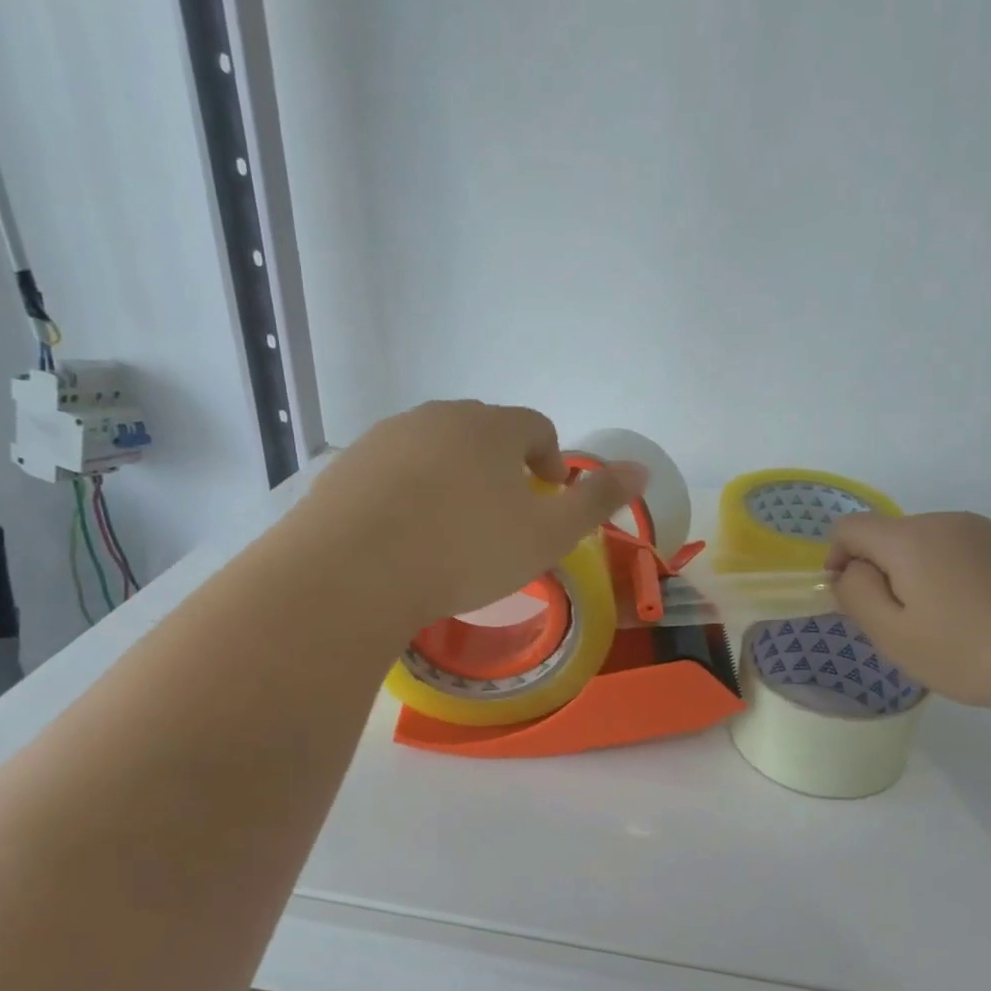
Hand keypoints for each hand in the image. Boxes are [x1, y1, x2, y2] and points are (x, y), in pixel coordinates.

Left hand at [293, 401, 646, 634]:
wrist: (353, 573)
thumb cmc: (465, 552)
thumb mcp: (548, 534)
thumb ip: (597, 500)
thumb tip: (643, 468)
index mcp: (491, 427)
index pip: (536, 426)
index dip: (550, 460)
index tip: (547, 499)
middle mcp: (438, 417)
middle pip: (484, 431)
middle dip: (502, 465)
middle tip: (503, 516)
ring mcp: (386, 437)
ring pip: (435, 448)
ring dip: (454, 476)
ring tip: (452, 527)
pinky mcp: (347, 464)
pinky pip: (393, 469)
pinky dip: (409, 491)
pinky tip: (405, 533)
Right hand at [825, 511, 990, 721]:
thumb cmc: (968, 652)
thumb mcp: (892, 634)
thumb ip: (855, 594)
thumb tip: (850, 570)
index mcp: (911, 538)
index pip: (850, 528)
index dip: (837, 559)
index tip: (853, 600)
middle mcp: (947, 521)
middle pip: (891, 536)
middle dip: (882, 571)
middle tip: (901, 623)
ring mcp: (988, 531)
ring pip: (929, 544)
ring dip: (919, 573)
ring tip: (944, 622)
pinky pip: (965, 551)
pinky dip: (954, 575)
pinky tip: (980, 614)